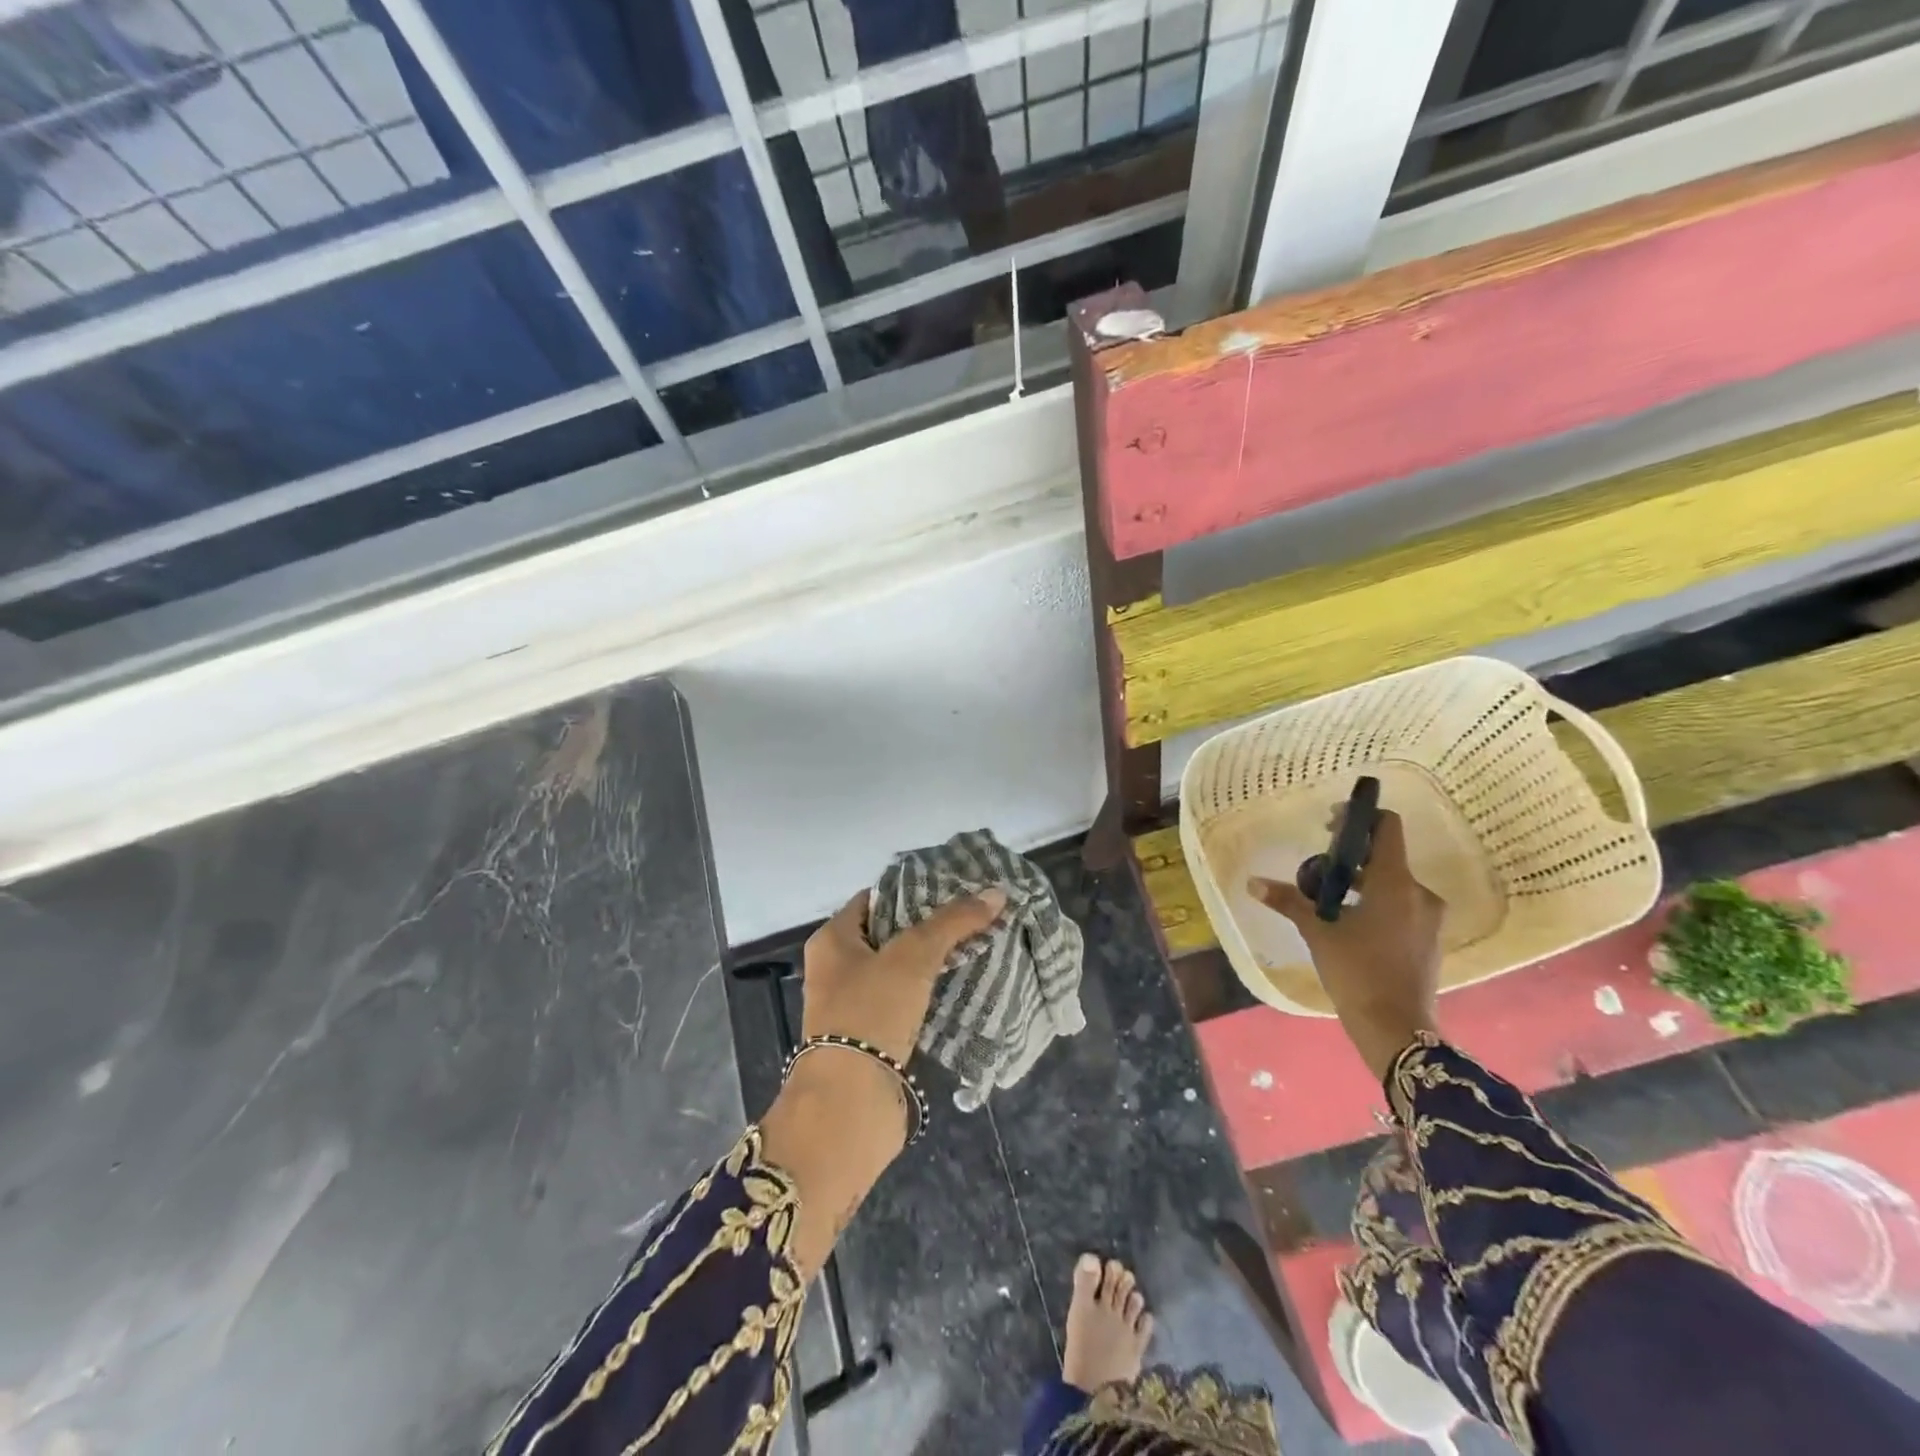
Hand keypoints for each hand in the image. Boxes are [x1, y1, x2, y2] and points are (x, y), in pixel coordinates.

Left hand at [799, 886, 1007, 1064]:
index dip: (913, 890)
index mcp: (833, 939)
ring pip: (900, 971)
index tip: (953, 887)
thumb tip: (996, 892)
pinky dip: (930, 994)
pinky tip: (963, 987)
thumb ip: (953, 922)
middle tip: (972, 916)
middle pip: (890, 934)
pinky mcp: (872, 1038)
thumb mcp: (913, 956)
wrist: (850, 1103)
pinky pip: (905, 1003)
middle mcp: (837, 968)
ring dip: (933, 962)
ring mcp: (853, 1005)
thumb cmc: (871, 1012)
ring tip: (977, 946)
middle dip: (930, 927)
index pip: (875, 899)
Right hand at [1247, 809, 1443, 1080]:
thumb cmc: (1357, 971)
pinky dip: (1375, 903)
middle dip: (1351, 857)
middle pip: (1385, 856)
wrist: (1396, 1028)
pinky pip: (1401, 905)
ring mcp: (1429, 918)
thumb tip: (1253, 883)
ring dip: (1361, 882)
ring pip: (1392, 883)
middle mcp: (1419, 893)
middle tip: (1317, 868)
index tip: (1330, 826)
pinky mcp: (1428, 939)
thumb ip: (1289, 901)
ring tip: (1328, 898)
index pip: (1386, 828)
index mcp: (1396, 883)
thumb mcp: (1318, 932)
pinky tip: (1350, 922)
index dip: (1359, 818)